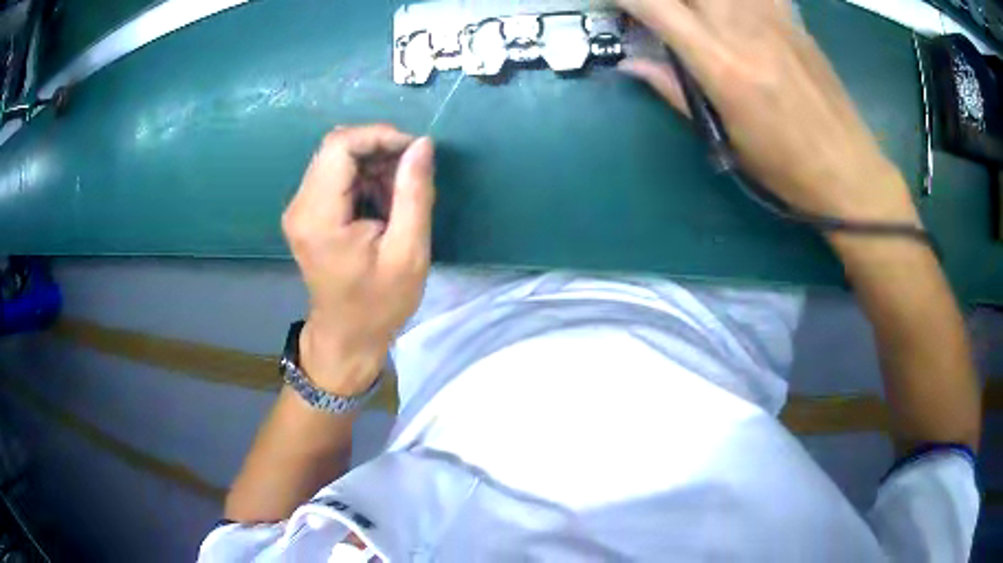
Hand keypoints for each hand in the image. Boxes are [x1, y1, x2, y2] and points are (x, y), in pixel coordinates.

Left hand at [282, 125, 434, 395]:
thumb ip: (414, 193)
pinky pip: (336, 175)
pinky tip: (384, 202)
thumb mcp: (409, 253)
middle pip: (337, 147)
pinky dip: (365, 178)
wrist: (347, 337)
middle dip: (380, 149)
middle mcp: (300, 205)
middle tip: (412, 174)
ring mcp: (300, 208)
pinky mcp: (307, 212)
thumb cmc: (379, 304)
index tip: (415, 151)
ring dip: (374, 164)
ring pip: (338, 157)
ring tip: (400, 194)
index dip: (380, 136)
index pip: (340, 145)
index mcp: (318, 216)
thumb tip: (422, 144)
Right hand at [617, 0, 918, 224]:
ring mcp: (771, 18)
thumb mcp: (725, 138)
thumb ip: (675, 90)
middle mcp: (742, 27)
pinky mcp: (792, 20)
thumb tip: (631, 64)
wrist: (848, 170)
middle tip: (661, 14)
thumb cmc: (786, 167)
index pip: (656, 6)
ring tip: (701, 18)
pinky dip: (741, 2)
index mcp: (721, 64)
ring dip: (701, 2)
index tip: (611, 4)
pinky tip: (736, 14)